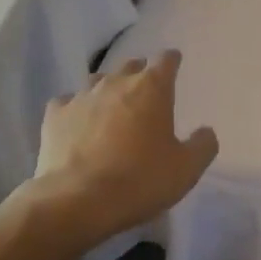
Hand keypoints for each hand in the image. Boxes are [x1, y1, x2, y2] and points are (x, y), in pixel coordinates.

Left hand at [33, 52, 218, 249]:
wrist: (78, 199)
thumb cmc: (140, 180)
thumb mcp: (187, 169)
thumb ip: (202, 145)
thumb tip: (205, 132)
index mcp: (152, 88)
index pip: (166, 60)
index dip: (171, 62)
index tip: (174, 65)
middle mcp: (116, 82)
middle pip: (131, 66)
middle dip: (140, 75)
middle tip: (146, 95)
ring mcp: (82, 96)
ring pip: (98, 81)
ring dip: (108, 90)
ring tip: (112, 109)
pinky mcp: (55, 114)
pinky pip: (69, 102)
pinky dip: (77, 110)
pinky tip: (78, 125)